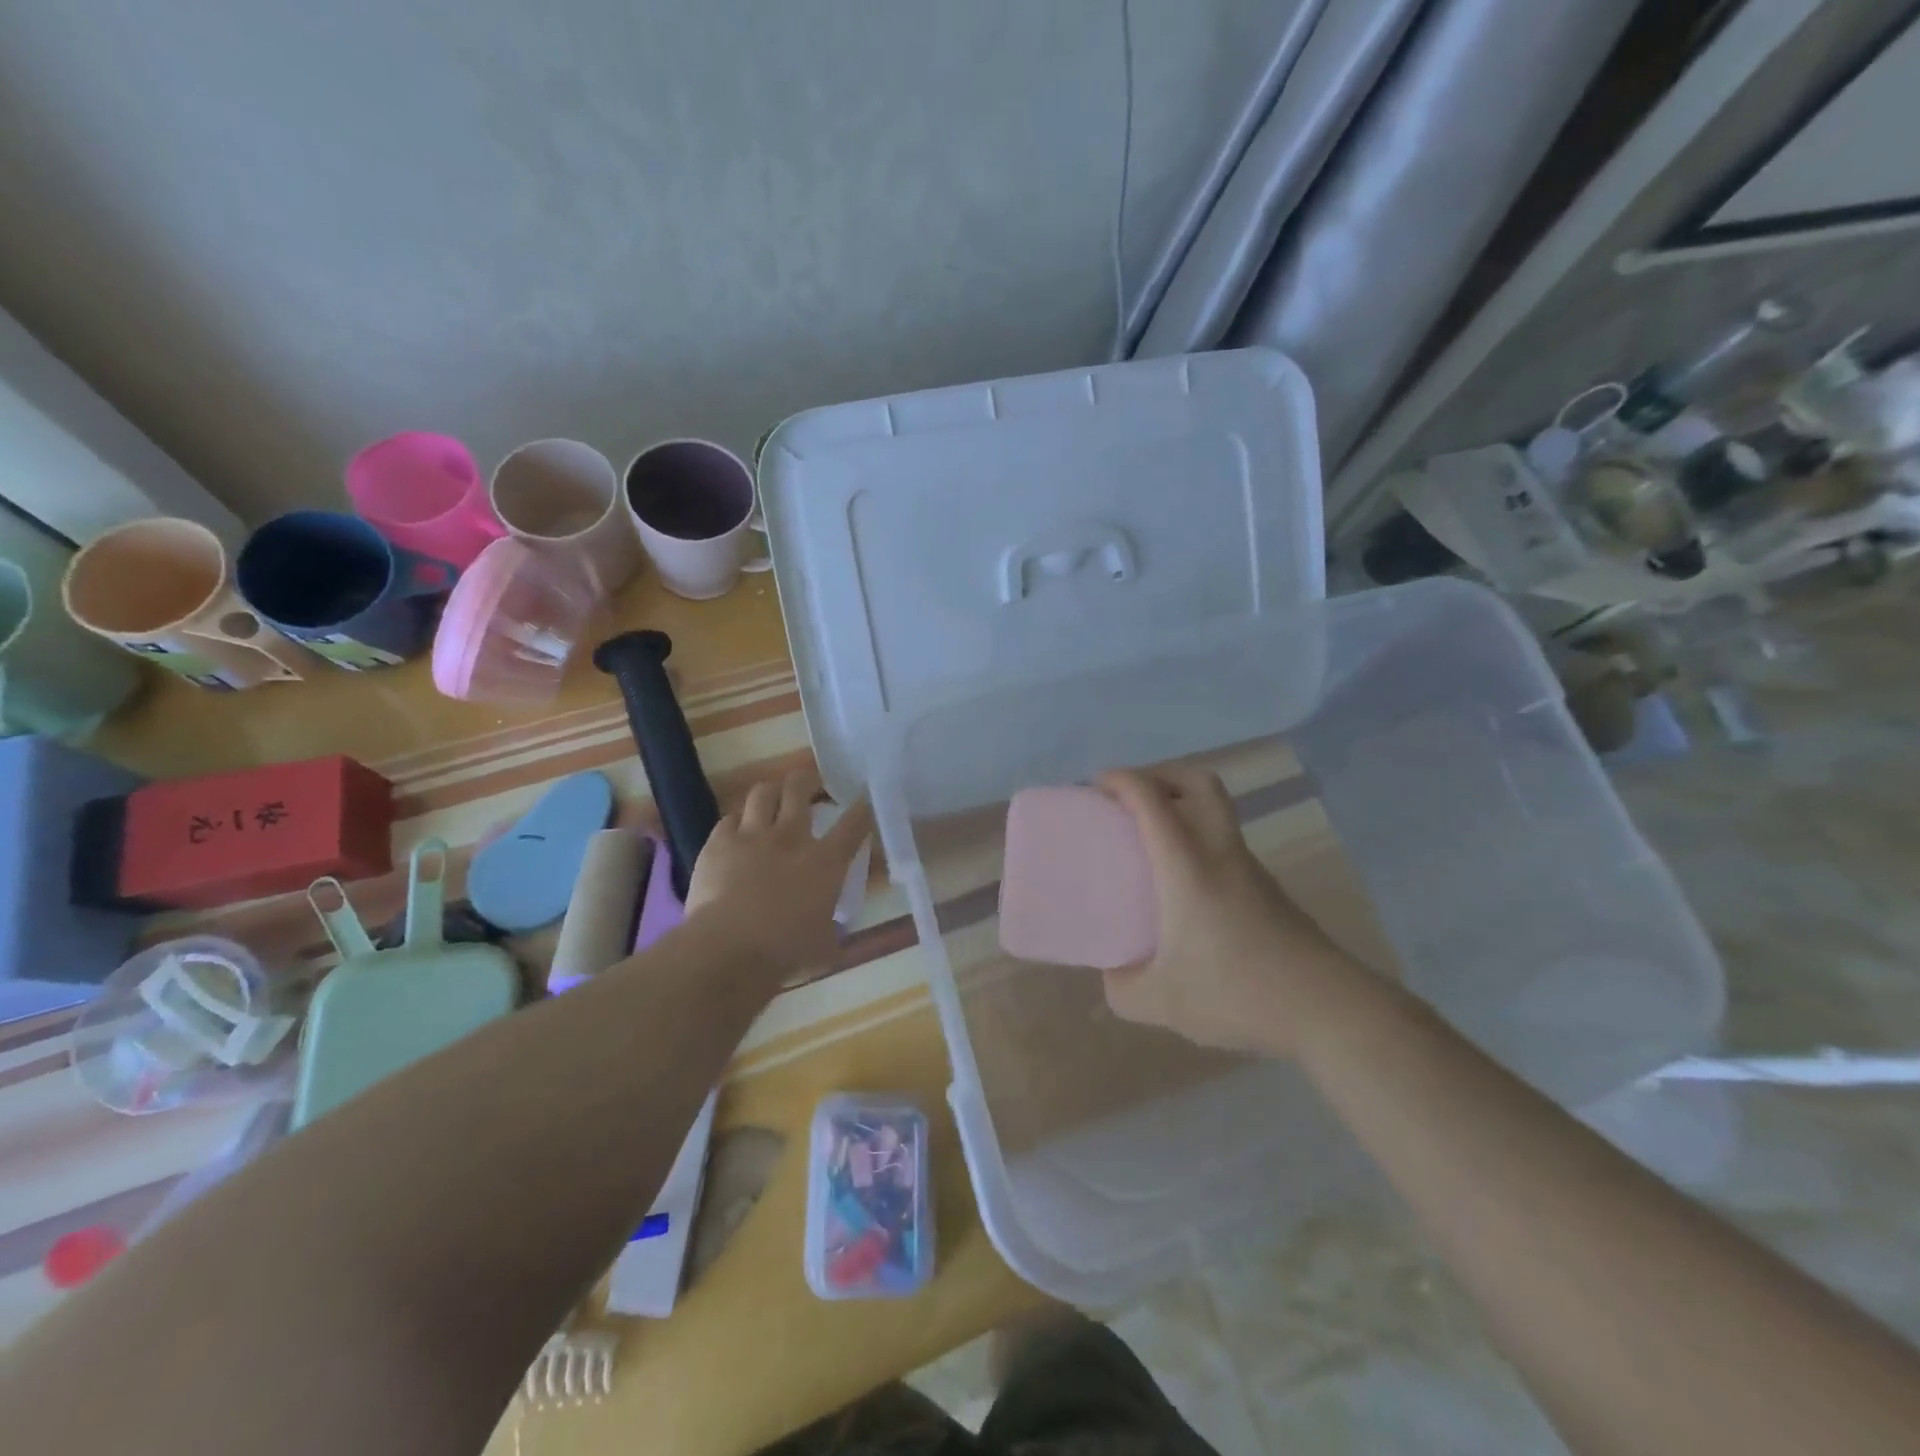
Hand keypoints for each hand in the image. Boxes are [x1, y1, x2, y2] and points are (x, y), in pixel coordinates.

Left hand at [686, 768, 873, 973]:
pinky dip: (737, 821)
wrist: (727, 951)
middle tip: (811, 784)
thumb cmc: (785, 953)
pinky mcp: (717, 843)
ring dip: (771, 792)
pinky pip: (728, 818)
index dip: (863, 806)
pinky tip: (737, 831)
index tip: (865, 797)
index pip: (854, 823)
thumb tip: (833, 931)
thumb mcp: (825, 945)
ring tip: (773, 799)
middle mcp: (790, 838)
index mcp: (825, 862)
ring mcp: (751, 836)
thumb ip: (831, 929)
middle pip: (800, 788)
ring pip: (762, 792)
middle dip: (807, 779)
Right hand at [1097, 767, 1358, 1054]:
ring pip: (1216, 811)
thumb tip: (1114, 972)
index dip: (1121, 780)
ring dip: (1182, 806)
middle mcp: (1220, 853)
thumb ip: (1123, 987)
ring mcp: (1249, 868)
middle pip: (1198, 783)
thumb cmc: (1238, 993)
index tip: (1096, 785)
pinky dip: (1198, 839)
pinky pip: (1225, 842)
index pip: (1152, 800)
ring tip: (1151, 839)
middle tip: (1131, 798)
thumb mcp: (1163, 1002)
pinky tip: (1184, 884)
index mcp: (1188, 867)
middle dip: (1161, 775)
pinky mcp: (1267, 889)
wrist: (1328, 1009)